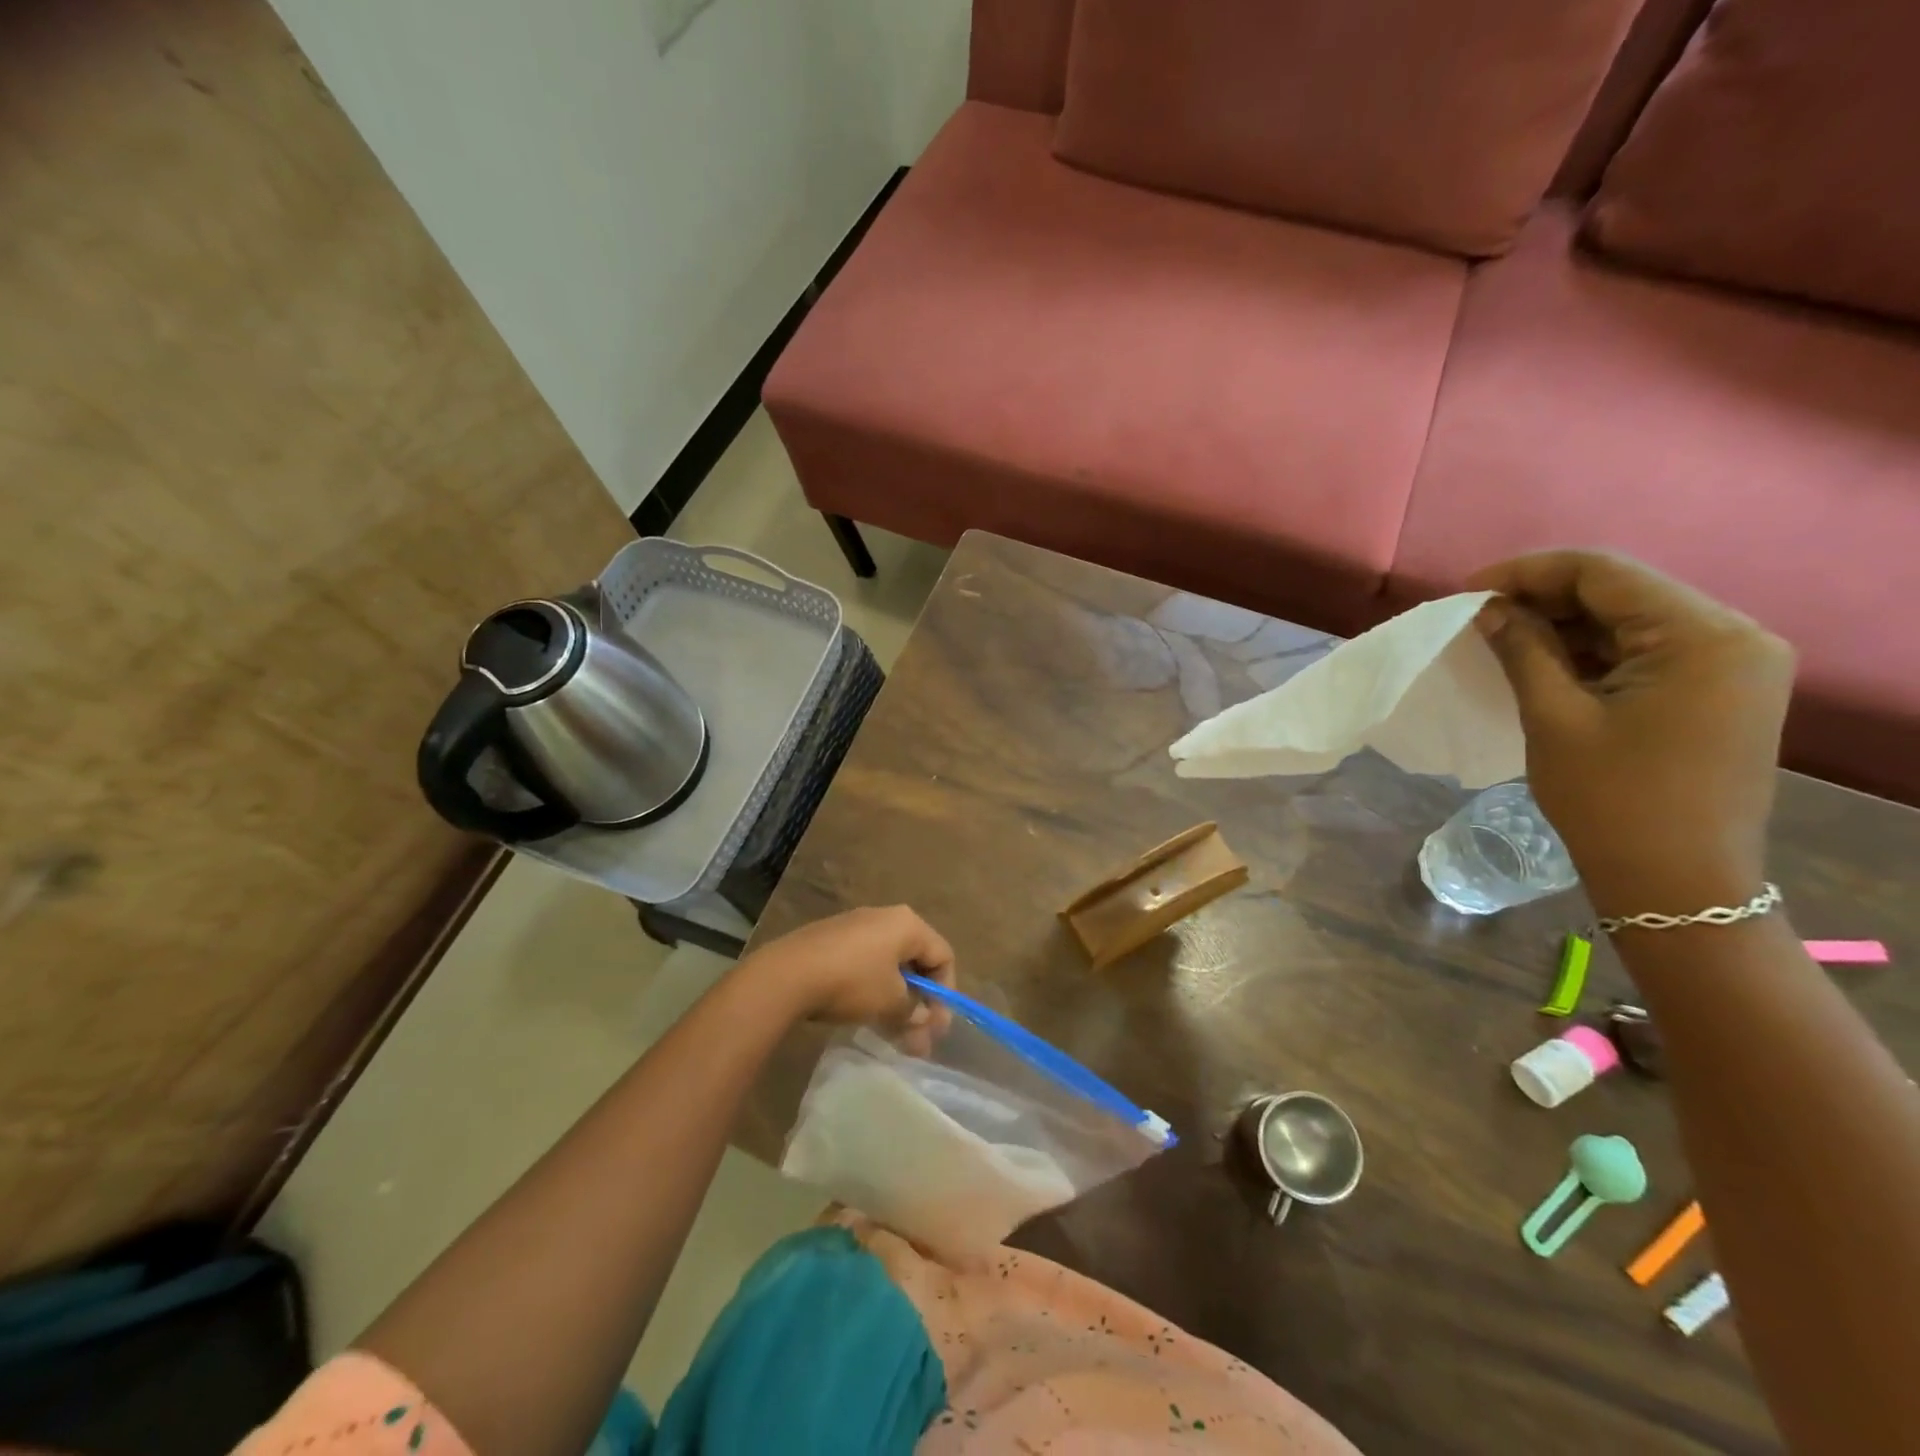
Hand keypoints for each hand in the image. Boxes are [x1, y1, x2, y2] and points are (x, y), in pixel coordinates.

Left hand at [737, 906, 955, 1046]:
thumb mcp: (891, 1003)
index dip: (945, 994)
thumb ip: (914, 1012)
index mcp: (908, 924)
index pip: (943, 955)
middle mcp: (885, 916)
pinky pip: (865, 962)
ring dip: (896, 998)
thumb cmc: (852, 982)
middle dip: (920, 1001)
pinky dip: (872, 987)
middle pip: (916, 959)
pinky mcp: (831, 938)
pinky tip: (863, 1012)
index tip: (935, 1028)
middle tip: (916, 1036)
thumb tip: (922, 1021)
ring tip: (890, 1031)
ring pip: (889, 963)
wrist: (788, 974)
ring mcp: (855, 924)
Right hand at [1466, 551, 1794, 916]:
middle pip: (1623, 591)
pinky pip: (1646, 650)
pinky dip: (1591, 651)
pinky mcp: (1721, 690)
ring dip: (1564, 625)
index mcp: (1704, 637)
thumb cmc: (1611, 800)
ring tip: (1501, 638)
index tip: (1466, 592)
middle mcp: (1734, 636)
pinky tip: (1543, 662)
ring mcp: (1733, 664)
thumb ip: (1523, 649)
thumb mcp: (1554, 717)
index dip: (1527, 573)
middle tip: (1478, 617)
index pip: (1605, 573)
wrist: (1676, 882)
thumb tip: (1488, 608)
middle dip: (1544, 598)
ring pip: (1632, 620)